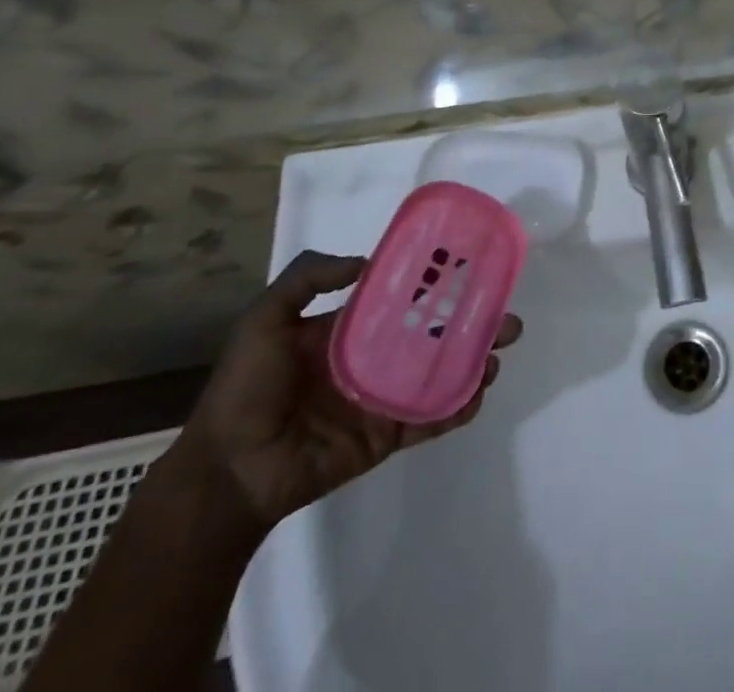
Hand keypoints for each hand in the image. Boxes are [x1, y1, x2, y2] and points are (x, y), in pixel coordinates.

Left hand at [173, 250, 521, 532]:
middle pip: (436, 335)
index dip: (439, 285)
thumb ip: (307, 278)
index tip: (474, 272)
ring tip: (495, 355)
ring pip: (442, 374)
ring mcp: (385, 398)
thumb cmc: (245, 390)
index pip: (406, 299)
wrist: (227, 473)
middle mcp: (376, 358)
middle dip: (473, 325)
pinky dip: (457, 409)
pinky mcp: (387, 435)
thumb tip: (367, 261)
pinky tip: (476, 395)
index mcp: (352, 329)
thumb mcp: (263, 320)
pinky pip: (430, 419)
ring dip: (474, 363)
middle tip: (506, 320)